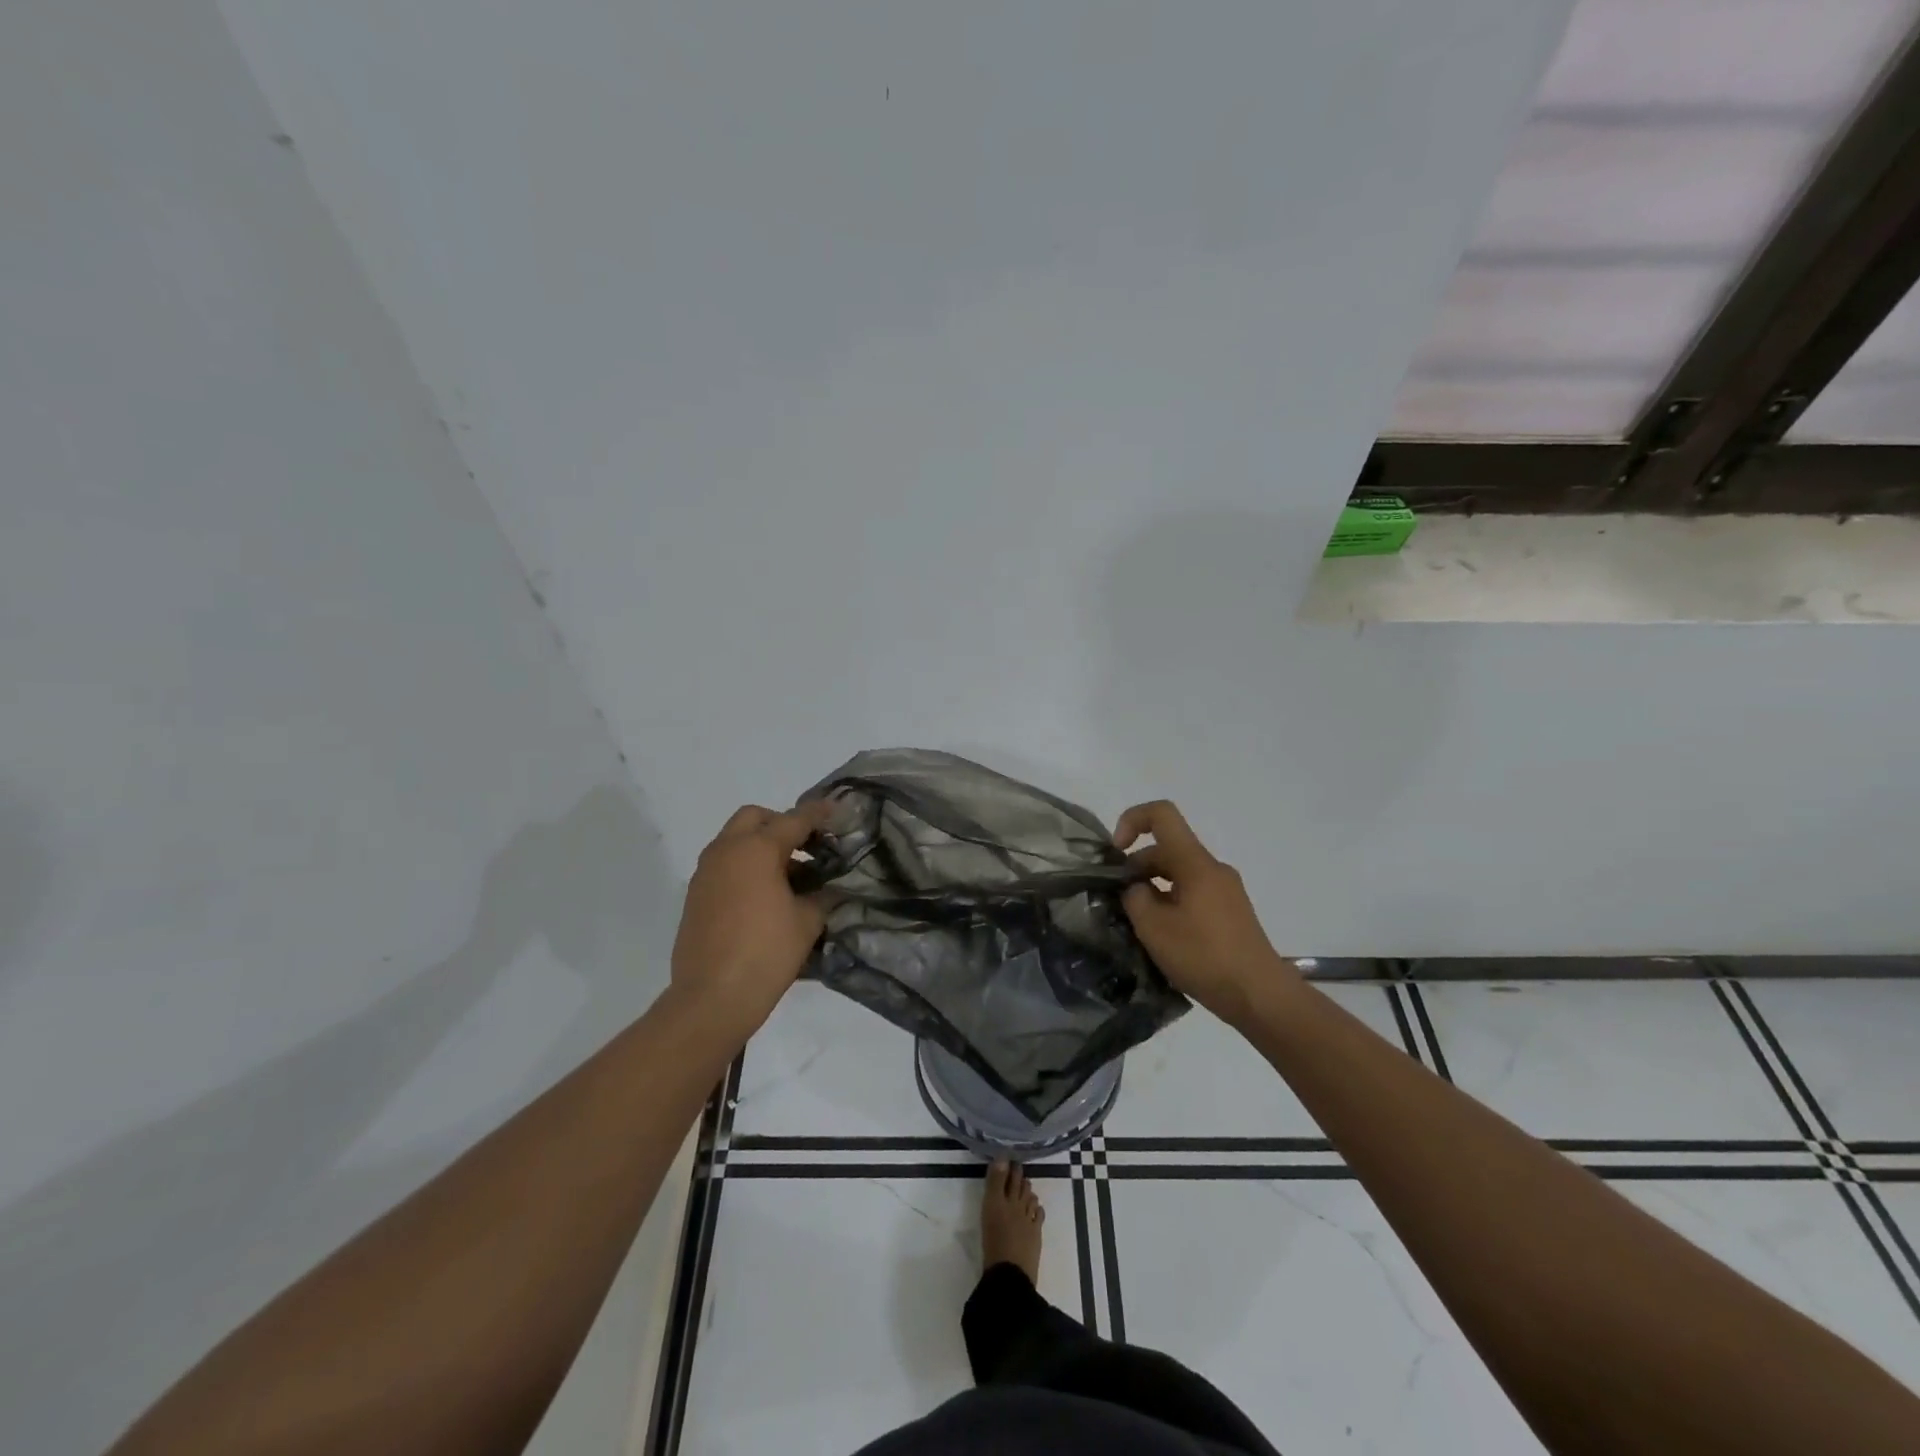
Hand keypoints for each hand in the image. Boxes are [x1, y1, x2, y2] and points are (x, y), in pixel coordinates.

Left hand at [671, 802, 830, 1038]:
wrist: (711, 998)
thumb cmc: (766, 953)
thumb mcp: (807, 922)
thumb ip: (822, 896)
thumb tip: (828, 889)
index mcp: (756, 849)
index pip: (794, 820)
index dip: (819, 814)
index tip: (836, 810)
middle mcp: (726, 851)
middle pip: (755, 818)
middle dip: (782, 824)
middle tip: (807, 846)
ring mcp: (705, 873)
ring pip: (735, 841)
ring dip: (761, 846)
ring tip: (791, 876)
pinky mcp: (695, 897)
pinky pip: (724, 866)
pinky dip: (745, 867)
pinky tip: (765, 897)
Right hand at [1113, 800, 1300, 1024]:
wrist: (1260, 996)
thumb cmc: (1205, 957)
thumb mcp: (1154, 928)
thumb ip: (1135, 898)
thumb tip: (1136, 888)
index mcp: (1195, 863)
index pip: (1162, 815)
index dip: (1132, 821)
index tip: (1116, 852)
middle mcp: (1213, 869)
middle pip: (1167, 849)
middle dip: (1137, 868)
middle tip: (1119, 903)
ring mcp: (1225, 891)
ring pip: (1179, 874)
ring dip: (1153, 889)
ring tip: (1138, 925)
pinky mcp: (1231, 913)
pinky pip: (1193, 893)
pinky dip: (1171, 904)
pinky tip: (1163, 937)